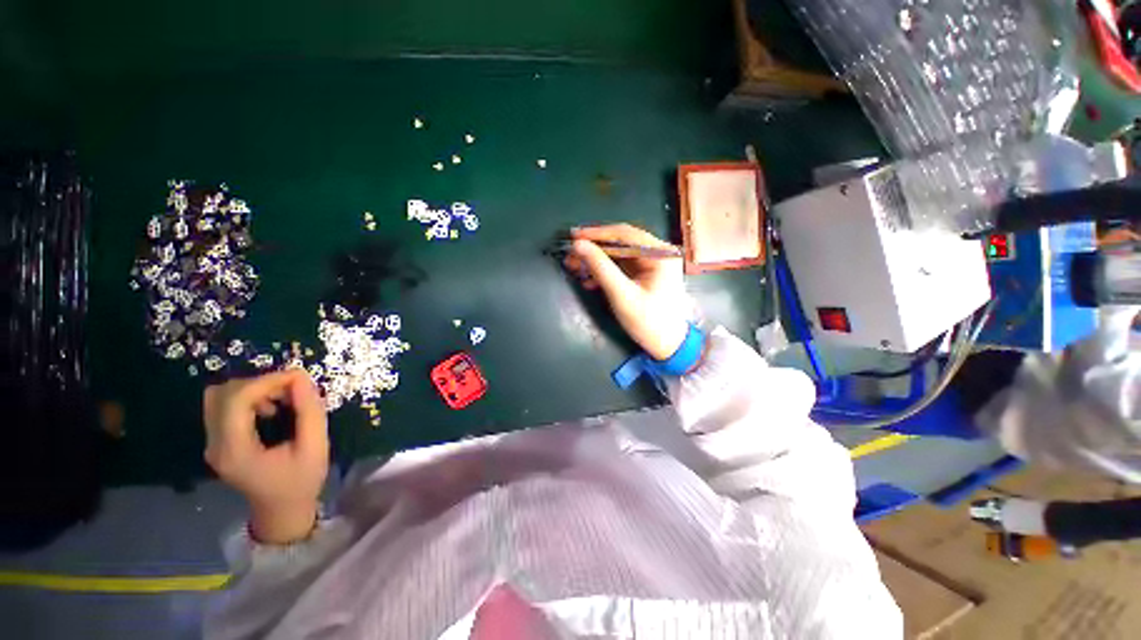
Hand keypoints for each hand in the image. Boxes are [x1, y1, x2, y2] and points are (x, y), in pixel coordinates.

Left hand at [203, 370, 328, 543]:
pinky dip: (248, 397)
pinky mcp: (218, 440)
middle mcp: (215, 444)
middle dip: (260, 383)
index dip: (267, 381)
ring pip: (220, 396)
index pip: (236, 399)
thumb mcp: (316, 446)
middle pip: (223, 394)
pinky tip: (271, 408)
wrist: (282, 510)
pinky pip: (224, 406)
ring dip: (253, 389)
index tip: (299, 377)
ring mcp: (212, 443)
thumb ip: (309, 411)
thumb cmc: (302, 481)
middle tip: (292, 389)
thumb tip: (301, 377)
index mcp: (235, 450)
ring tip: (282, 399)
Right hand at [564, 224, 690, 359]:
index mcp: (660, 253)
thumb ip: (600, 268)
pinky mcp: (646, 273)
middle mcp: (658, 252)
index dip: (597, 233)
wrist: (668, 346)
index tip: (573, 236)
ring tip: (574, 267)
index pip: (625, 234)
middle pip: (621, 242)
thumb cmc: (649, 322)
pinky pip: (621, 266)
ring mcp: (652, 263)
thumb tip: (578, 245)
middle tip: (570, 255)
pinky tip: (588, 280)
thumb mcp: (622, 295)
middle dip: (594, 249)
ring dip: (596, 260)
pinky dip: (605, 271)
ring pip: (618, 254)